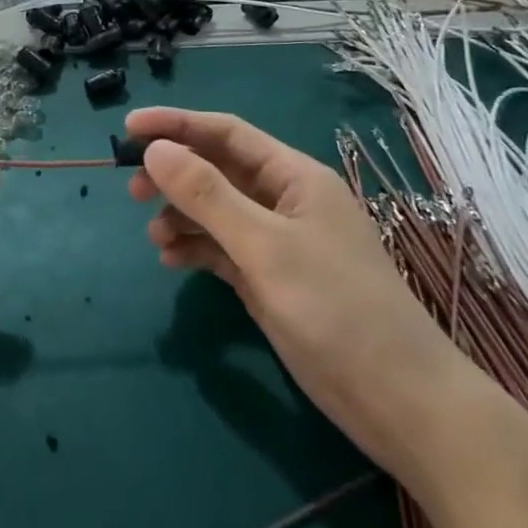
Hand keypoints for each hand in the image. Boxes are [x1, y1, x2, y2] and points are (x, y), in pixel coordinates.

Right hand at [126, 107, 470, 480]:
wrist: (401, 402)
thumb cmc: (337, 309)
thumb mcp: (265, 247)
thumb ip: (208, 196)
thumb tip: (155, 150)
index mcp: (294, 177)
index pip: (226, 133)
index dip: (176, 125)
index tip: (127, 128)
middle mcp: (285, 201)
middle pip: (218, 171)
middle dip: (175, 174)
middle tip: (132, 190)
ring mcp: (279, 243)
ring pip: (217, 212)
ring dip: (182, 216)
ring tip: (154, 236)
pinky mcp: (272, 280)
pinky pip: (223, 250)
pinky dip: (196, 250)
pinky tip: (172, 261)